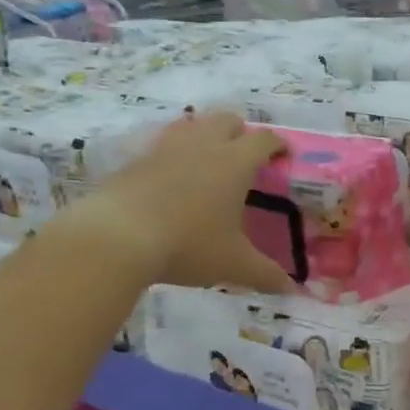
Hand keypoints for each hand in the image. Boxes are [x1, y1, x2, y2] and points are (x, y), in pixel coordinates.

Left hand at [71, 112, 294, 294]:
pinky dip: (172, 154)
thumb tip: (291, 289)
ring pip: (193, 124)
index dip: (277, 145)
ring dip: (204, 135)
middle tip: (243, 155)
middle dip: (240, 132)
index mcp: (234, 162)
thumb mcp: (232, 265)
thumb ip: (265, 274)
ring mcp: (167, 147)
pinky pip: (162, 145)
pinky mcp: (137, 158)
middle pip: (228, 120)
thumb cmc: (187, 244)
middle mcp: (203, 145)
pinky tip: (169, 178)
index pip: (264, 140)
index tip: (283, 154)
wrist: (118, 236)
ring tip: (206, 159)